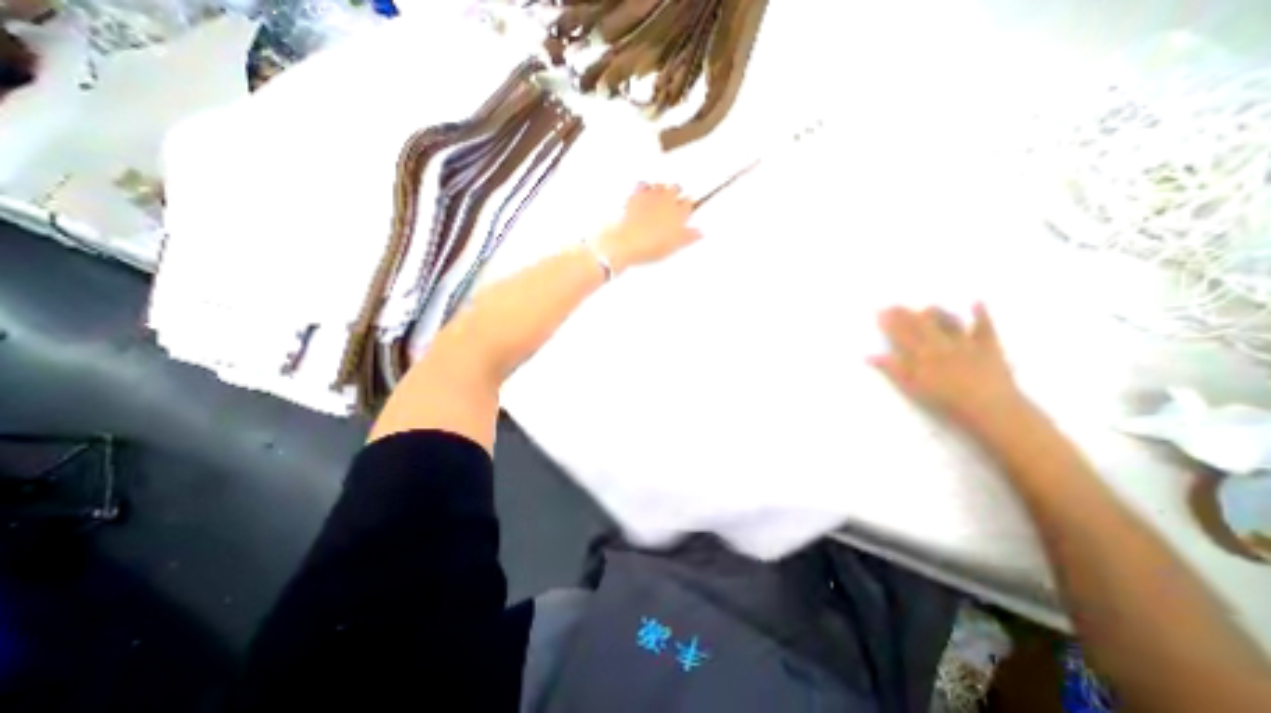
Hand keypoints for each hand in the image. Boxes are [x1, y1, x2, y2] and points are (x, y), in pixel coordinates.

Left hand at [598, 183, 704, 272]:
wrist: (626, 244)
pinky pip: (641, 186)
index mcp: (677, 214)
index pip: (688, 203)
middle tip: (674, 198)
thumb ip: (687, 237)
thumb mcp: (673, 247)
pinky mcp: (633, 198)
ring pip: (659, 185)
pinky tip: (642, 190)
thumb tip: (699, 233)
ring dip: (661, 187)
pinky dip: (643, 187)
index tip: (687, 207)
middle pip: (675, 189)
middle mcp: (665, 202)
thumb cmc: (650, 247)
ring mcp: (648, 198)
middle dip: (675, 192)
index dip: (688, 205)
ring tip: (660, 193)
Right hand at [871, 301, 1024, 428]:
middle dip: (906, 314)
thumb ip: (892, 369)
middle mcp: (941, 343)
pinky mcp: (989, 347)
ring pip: (949, 322)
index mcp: (921, 354)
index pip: (902, 334)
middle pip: (921, 324)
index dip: (890, 323)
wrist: (990, 408)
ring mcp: (966, 343)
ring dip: (937, 313)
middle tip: (894, 305)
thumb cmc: (945, 401)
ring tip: (926, 307)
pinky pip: (985, 328)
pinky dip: (981, 315)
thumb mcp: (912, 387)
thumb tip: (869, 356)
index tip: (880, 313)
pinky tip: (976, 303)